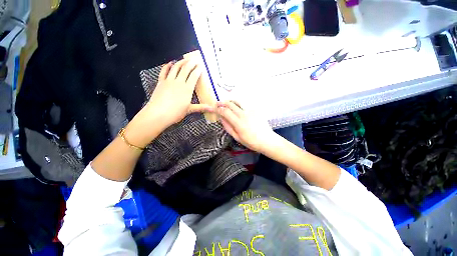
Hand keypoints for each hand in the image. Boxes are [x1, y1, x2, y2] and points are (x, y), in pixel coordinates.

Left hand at [145, 59, 212, 128]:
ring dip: (181, 62)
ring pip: (175, 68)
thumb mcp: (190, 110)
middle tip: (195, 60)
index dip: (198, 70)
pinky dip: (167, 66)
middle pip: (186, 69)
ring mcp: (169, 81)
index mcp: (187, 89)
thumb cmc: (176, 113)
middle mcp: (179, 82)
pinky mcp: (161, 82)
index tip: (201, 66)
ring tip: (185, 59)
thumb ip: (201, 107)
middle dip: (191, 63)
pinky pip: (164, 71)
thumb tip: (213, 109)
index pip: (194, 76)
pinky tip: (170, 63)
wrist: (158, 114)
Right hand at [216, 101, 275, 152]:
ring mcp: (250, 110)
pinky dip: (239, 104)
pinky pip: (245, 104)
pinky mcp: (255, 110)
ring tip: (227, 103)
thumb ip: (228, 127)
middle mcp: (244, 114)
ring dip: (230, 101)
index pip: (225, 111)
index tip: (215, 108)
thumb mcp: (237, 137)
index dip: (218, 109)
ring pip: (238, 101)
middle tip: (218, 104)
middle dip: (222, 103)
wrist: (267, 140)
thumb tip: (221, 118)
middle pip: (230, 104)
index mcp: (238, 123)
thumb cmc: (251, 142)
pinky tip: (238, 107)